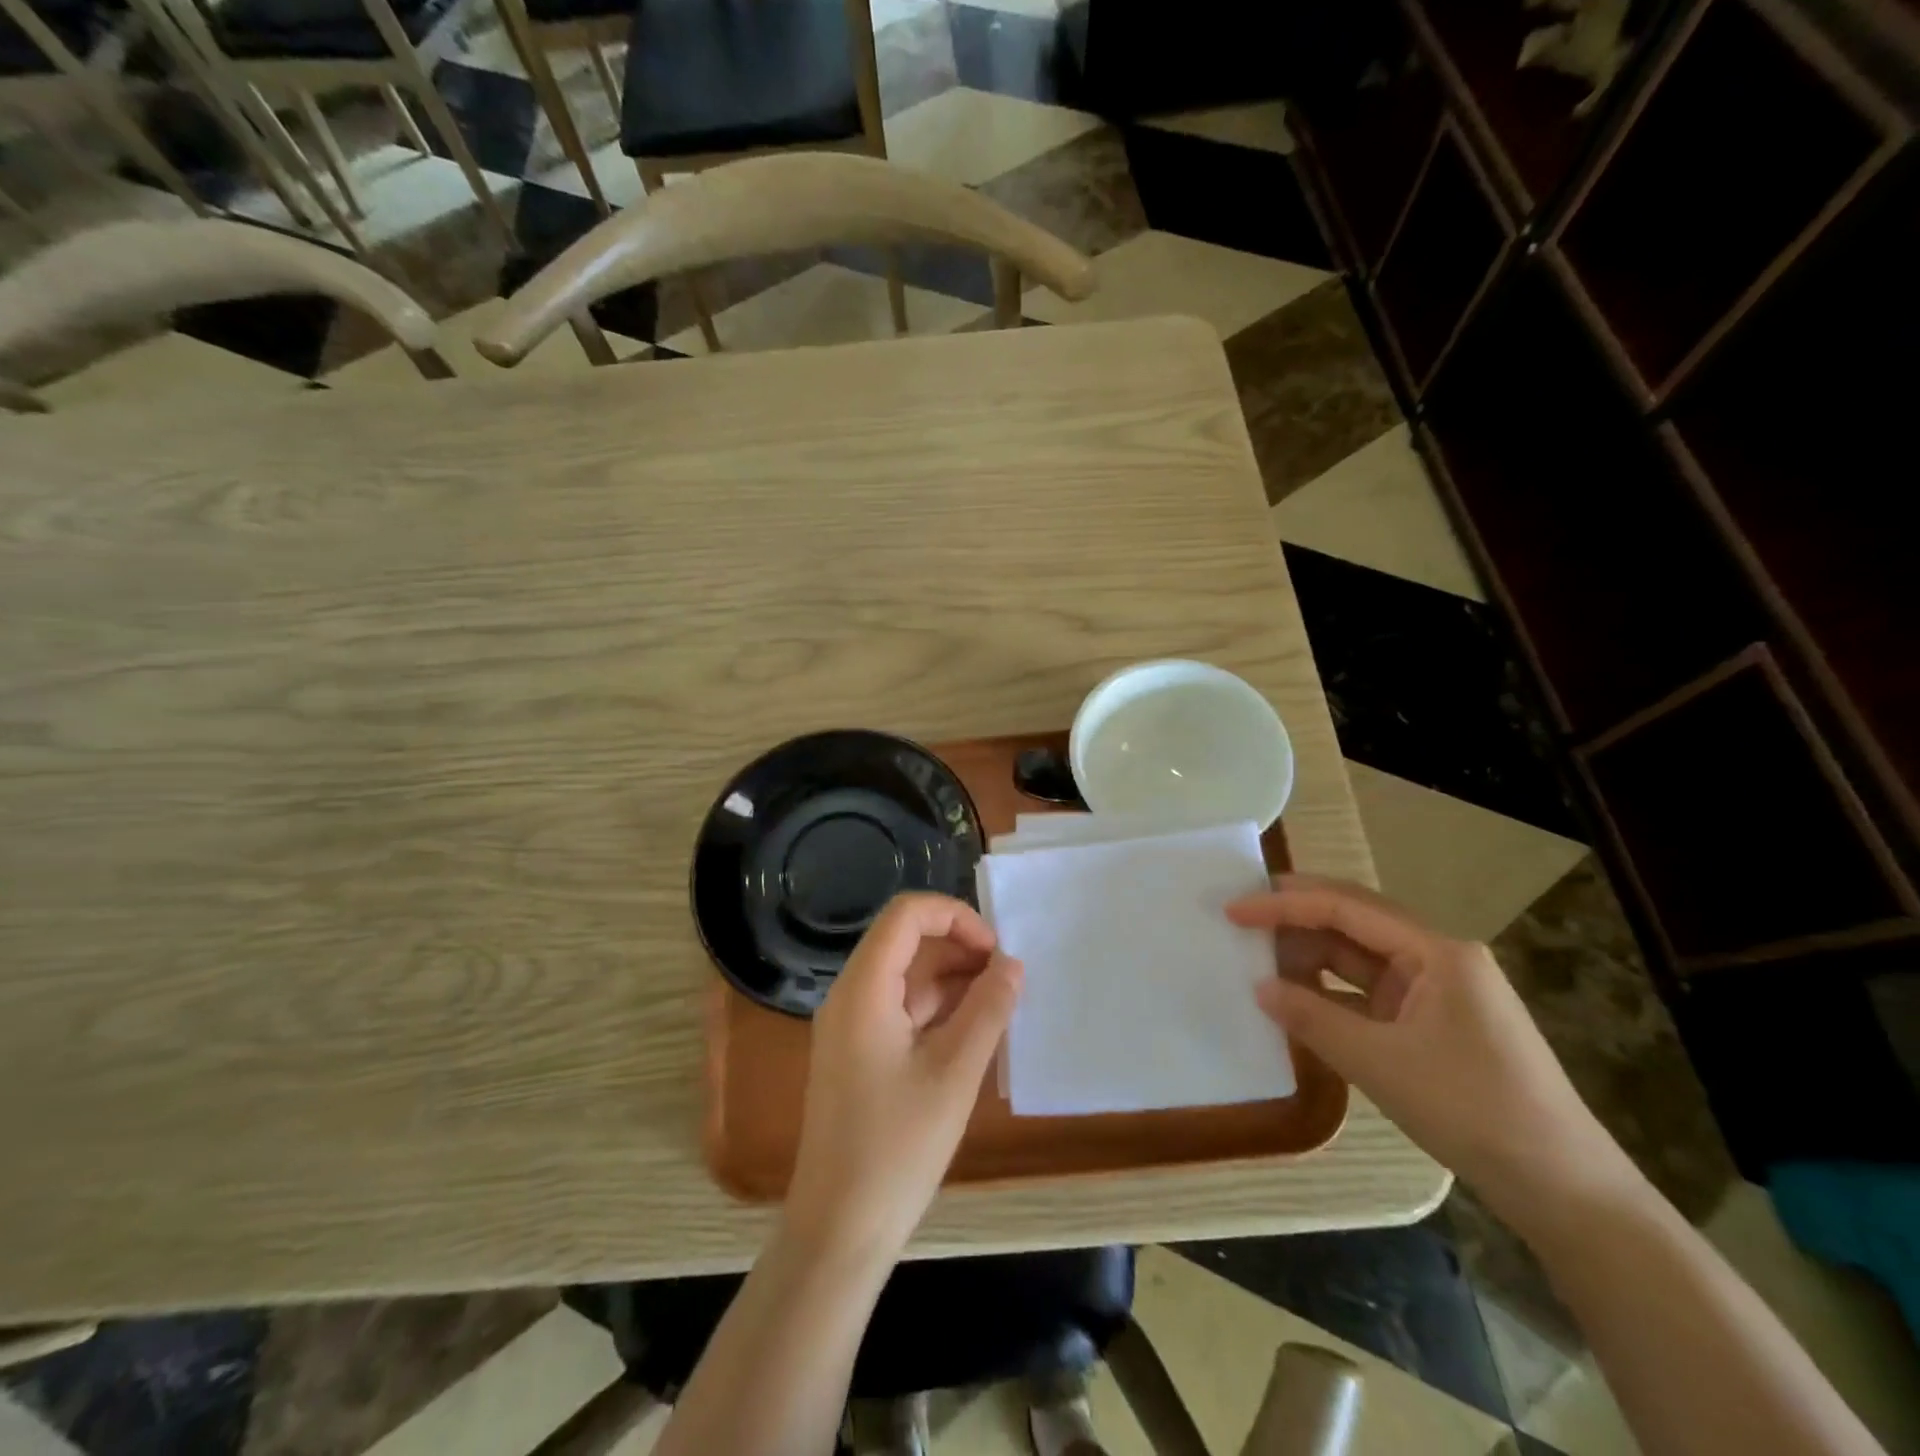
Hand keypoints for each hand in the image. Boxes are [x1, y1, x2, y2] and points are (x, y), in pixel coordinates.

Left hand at [786, 893, 1022, 1259]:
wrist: (838, 1232)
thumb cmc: (896, 1149)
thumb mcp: (955, 1074)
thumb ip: (988, 1010)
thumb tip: (1012, 965)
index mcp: (863, 989)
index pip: (906, 915)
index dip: (955, 917)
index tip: (996, 951)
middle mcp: (850, 996)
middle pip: (906, 942)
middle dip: (959, 948)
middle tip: (1008, 979)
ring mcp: (851, 1027)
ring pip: (907, 977)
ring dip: (953, 980)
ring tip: (1001, 1005)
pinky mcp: (858, 1055)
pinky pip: (902, 1010)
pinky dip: (939, 1010)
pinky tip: (975, 1032)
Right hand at [1228, 875, 1641, 1228]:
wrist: (1563, 1190)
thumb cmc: (1473, 1111)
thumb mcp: (1381, 1063)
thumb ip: (1313, 1019)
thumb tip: (1259, 987)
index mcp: (1437, 952)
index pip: (1346, 909)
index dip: (1284, 904)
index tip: (1234, 910)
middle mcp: (1438, 959)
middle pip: (1353, 922)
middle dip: (1296, 918)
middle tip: (1240, 918)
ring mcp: (1437, 992)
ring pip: (1359, 958)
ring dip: (1311, 957)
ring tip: (1259, 958)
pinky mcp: (1433, 1024)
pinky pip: (1369, 994)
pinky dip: (1330, 994)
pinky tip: (1298, 1001)